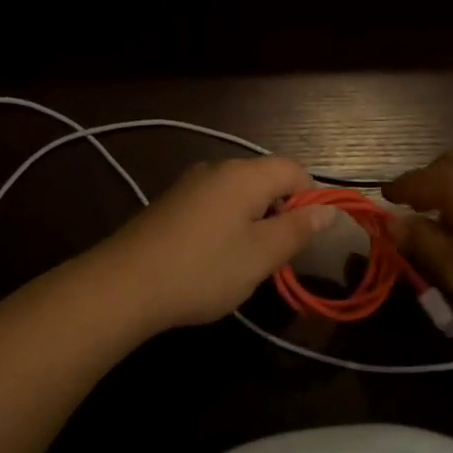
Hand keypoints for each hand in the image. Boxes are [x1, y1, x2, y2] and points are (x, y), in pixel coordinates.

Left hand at [83, 157, 334, 331]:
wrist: (124, 284)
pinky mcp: (171, 202)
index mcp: (245, 175)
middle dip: (280, 211)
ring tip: (245, 261)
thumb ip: (297, 230)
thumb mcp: (260, 256)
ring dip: (253, 220)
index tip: (306, 236)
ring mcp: (190, 183)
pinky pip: (214, 203)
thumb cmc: (203, 269)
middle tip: (276, 255)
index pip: (294, 168)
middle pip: (265, 178)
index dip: (310, 197)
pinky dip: (226, 224)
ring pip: (239, 193)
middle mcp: (218, 168)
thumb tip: (328, 210)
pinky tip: (213, 259)